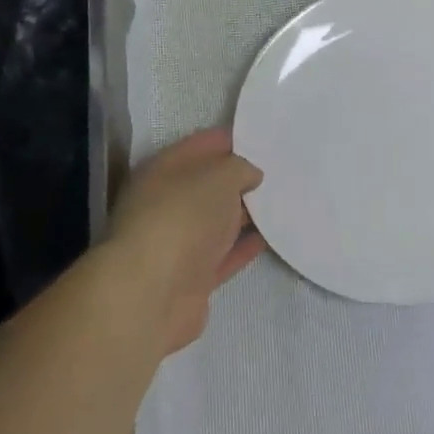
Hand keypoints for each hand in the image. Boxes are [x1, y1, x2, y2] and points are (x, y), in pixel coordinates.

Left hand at [106, 128, 264, 353]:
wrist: (153, 292)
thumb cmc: (183, 217)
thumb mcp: (220, 176)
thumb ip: (240, 168)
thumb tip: (250, 175)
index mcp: (164, 169)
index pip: (201, 145)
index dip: (232, 140)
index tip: (265, 140)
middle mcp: (166, 203)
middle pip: (208, 185)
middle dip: (240, 179)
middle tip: (280, 173)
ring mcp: (177, 242)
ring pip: (216, 221)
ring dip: (244, 214)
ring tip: (281, 203)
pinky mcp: (191, 277)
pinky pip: (223, 255)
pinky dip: (243, 247)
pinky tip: (269, 238)